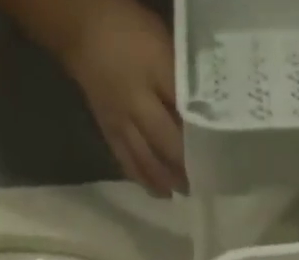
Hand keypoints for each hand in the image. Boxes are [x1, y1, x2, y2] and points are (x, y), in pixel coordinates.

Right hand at [55, 0, 185, 196]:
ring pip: (147, 160)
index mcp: (154, 69)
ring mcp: (121, 121)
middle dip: (185, 166)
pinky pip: (129, 164)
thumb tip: (202, 111)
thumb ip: (180, 76)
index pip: (183, 109)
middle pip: (166, 142)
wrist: (81, 28)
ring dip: (168, 180)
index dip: (200, 135)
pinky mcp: (109, 133)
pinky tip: (161, 192)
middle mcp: (136, 101)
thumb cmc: (129, 30)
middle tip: (203, 181)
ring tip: (184, 192)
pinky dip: (146, 180)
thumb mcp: (162, 42)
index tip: (217, 154)